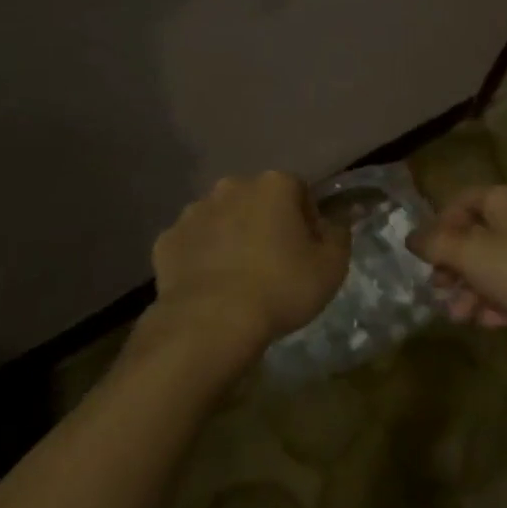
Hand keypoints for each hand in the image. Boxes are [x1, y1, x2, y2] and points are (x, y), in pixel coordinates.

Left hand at [147, 172, 349, 361]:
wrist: (211, 322)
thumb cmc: (280, 288)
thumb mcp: (331, 267)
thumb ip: (339, 235)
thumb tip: (335, 221)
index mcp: (274, 185)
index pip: (299, 191)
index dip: (306, 220)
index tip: (307, 251)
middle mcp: (232, 186)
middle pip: (257, 200)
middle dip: (265, 223)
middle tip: (274, 264)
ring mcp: (194, 211)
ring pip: (221, 218)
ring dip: (231, 237)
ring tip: (239, 278)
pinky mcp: (167, 239)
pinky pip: (192, 244)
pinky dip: (201, 258)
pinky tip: (211, 287)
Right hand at [410, 185, 506, 328]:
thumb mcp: (469, 253)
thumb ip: (436, 244)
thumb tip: (410, 236)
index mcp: (499, 201)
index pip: (459, 203)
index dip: (439, 227)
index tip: (427, 256)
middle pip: (473, 238)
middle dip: (453, 268)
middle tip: (440, 291)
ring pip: (491, 267)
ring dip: (471, 291)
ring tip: (461, 317)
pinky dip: (497, 303)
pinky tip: (490, 323)